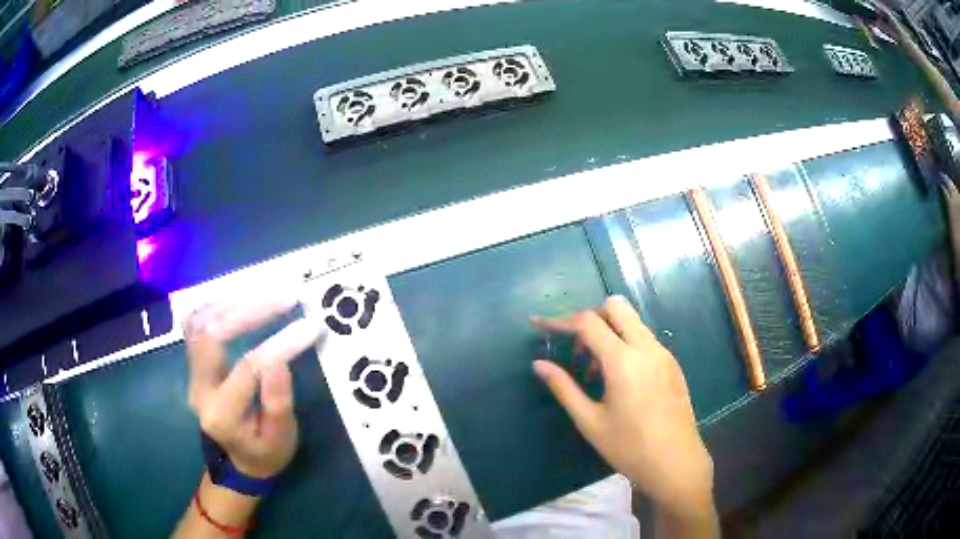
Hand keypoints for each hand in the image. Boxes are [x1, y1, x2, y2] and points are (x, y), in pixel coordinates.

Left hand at [185, 298, 320, 478]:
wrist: (238, 460)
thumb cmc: (265, 453)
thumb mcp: (281, 440)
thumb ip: (278, 405)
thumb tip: (280, 361)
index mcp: (222, 415)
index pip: (246, 369)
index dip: (279, 345)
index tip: (310, 326)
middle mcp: (199, 388)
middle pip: (211, 334)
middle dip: (248, 310)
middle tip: (285, 297)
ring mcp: (192, 372)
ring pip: (199, 322)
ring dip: (231, 302)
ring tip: (266, 293)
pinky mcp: (194, 362)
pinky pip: (196, 322)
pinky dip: (217, 305)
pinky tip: (241, 300)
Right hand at [533, 296, 713, 513]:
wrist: (676, 462)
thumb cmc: (629, 447)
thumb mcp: (590, 421)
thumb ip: (564, 388)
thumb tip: (539, 364)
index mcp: (623, 360)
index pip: (587, 322)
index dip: (560, 320)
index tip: (540, 325)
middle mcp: (646, 347)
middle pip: (615, 307)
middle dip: (590, 317)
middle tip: (576, 348)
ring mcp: (663, 353)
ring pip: (632, 321)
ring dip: (609, 331)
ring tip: (596, 371)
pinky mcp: (672, 363)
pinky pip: (645, 338)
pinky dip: (626, 344)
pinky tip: (620, 380)